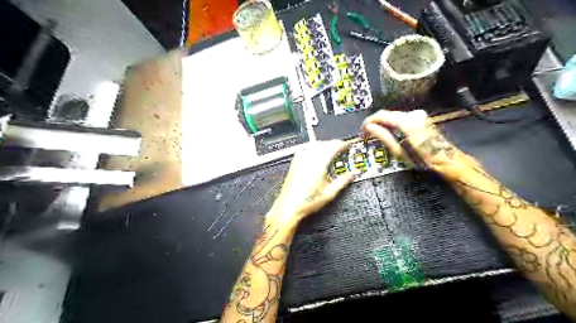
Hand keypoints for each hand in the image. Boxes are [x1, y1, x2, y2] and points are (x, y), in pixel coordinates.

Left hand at [268, 140, 358, 228]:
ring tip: (330, 151)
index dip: (341, 145)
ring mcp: (300, 159)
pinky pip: (304, 148)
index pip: (332, 146)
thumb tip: (354, 173)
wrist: (289, 207)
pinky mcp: (294, 163)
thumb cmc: (308, 202)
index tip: (347, 146)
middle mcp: (309, 158)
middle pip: (323, 144)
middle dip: (333, 144)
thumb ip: (343, 181)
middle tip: (341, 150)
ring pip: (313, 144)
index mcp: (319, 164)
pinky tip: (314, 153)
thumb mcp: (330, 193)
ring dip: (323, 145)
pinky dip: (312, 147)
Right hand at [362, 110, 469, 177]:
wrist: (446, 160)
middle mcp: (412, 114)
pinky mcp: (420, 118)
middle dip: (375, 123)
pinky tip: (388, 133)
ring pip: (393, 116)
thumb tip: (369, 127)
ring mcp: (418, 114)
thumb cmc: (422, 160)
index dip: (369, 122)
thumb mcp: (399, 151)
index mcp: (406, 122)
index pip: (381, 115)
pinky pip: (401, 118)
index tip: (361, 131)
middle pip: (387, 114)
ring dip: (383, 123)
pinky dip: (392, 124)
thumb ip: (383, 136)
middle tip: (366, 135)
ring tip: (375, 135)